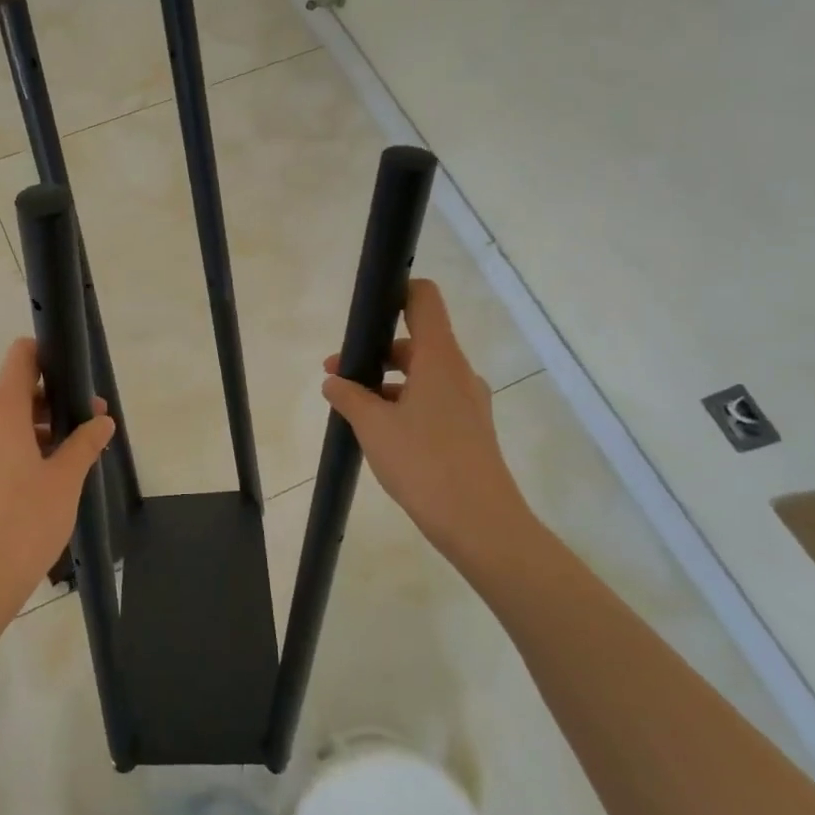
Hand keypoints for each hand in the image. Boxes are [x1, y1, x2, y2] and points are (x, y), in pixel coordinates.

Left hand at [0, 338, 115, 622]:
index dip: (47, 353)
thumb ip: (85, 443)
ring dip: (42, 428)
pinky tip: (51, 478)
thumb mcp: (65, 480)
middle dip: (55, 400)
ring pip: (9, 424)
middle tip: (92, 421)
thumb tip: (102, 420)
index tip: (75, 370)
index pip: (20, 357)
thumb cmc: (23, 522)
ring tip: (78, 453)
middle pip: (17, 392)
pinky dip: (24, 450)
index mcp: (1, 413)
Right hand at [321, 279, 534, 562]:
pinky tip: (380, 432)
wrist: (480, 523)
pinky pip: (432, 400)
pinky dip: (404, 404)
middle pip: (416, 341)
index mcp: (439, 358)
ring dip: (387, 382)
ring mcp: (468, 402)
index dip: (396, 291)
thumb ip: (349, 396)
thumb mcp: (373, 426)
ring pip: (422, 374)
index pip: (423, 300)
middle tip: (338, 373)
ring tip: (352, 408)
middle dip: (374, 352)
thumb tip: (333, 380)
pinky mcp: (469, 429)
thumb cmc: (424, 462)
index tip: (366, 306)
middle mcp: (458, 372)